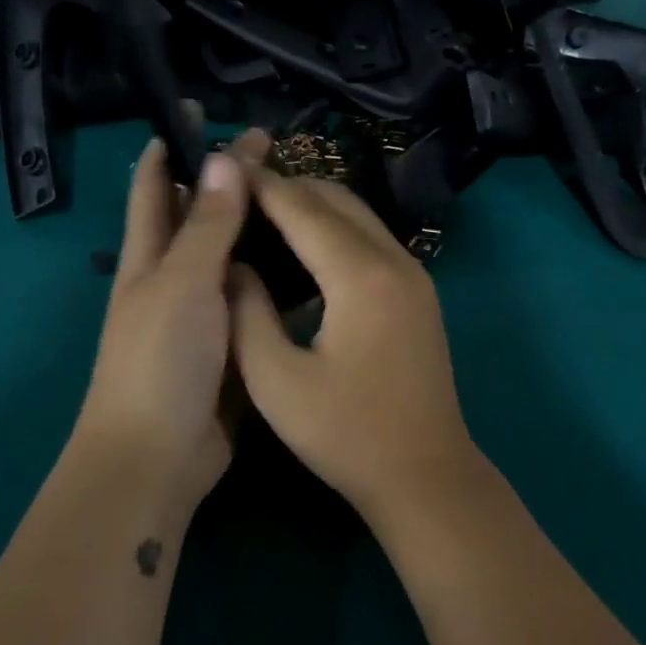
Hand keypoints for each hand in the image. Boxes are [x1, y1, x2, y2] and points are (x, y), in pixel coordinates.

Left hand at [71, 130, 269, 512]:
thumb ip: (208, 225)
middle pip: (199, 218)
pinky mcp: (232, 345)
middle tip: (273, 150)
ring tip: (301, 198)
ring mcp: (204, 315)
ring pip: (233, 258)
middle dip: (226, 181)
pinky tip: (310, 265)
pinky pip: (255, 299)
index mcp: (149, 258)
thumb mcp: (184, 283)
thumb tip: (223, 157)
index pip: (155, 188)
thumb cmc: (161, 360)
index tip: (199, 110)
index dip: (172, 146)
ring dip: (257, 228)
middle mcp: (173, 279)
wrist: (161, 455)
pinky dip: (276, 277)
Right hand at [228, 170, 482, 525]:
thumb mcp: (277, 380)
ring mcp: (414, 275)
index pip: (302, 208)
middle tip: (236, 192)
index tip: (220, 170)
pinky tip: (303, 251)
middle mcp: (394, 261)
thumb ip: (246, 312)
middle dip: (286, 187)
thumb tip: (231, 264)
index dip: (259, 185)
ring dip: (312, 206)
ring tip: (261, 214)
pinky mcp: (419, 293)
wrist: (425, 474)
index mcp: (360, 276)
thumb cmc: (346, 434)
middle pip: (335, 199)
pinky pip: (371, 240)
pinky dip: (335, 230)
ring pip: (358, 215)